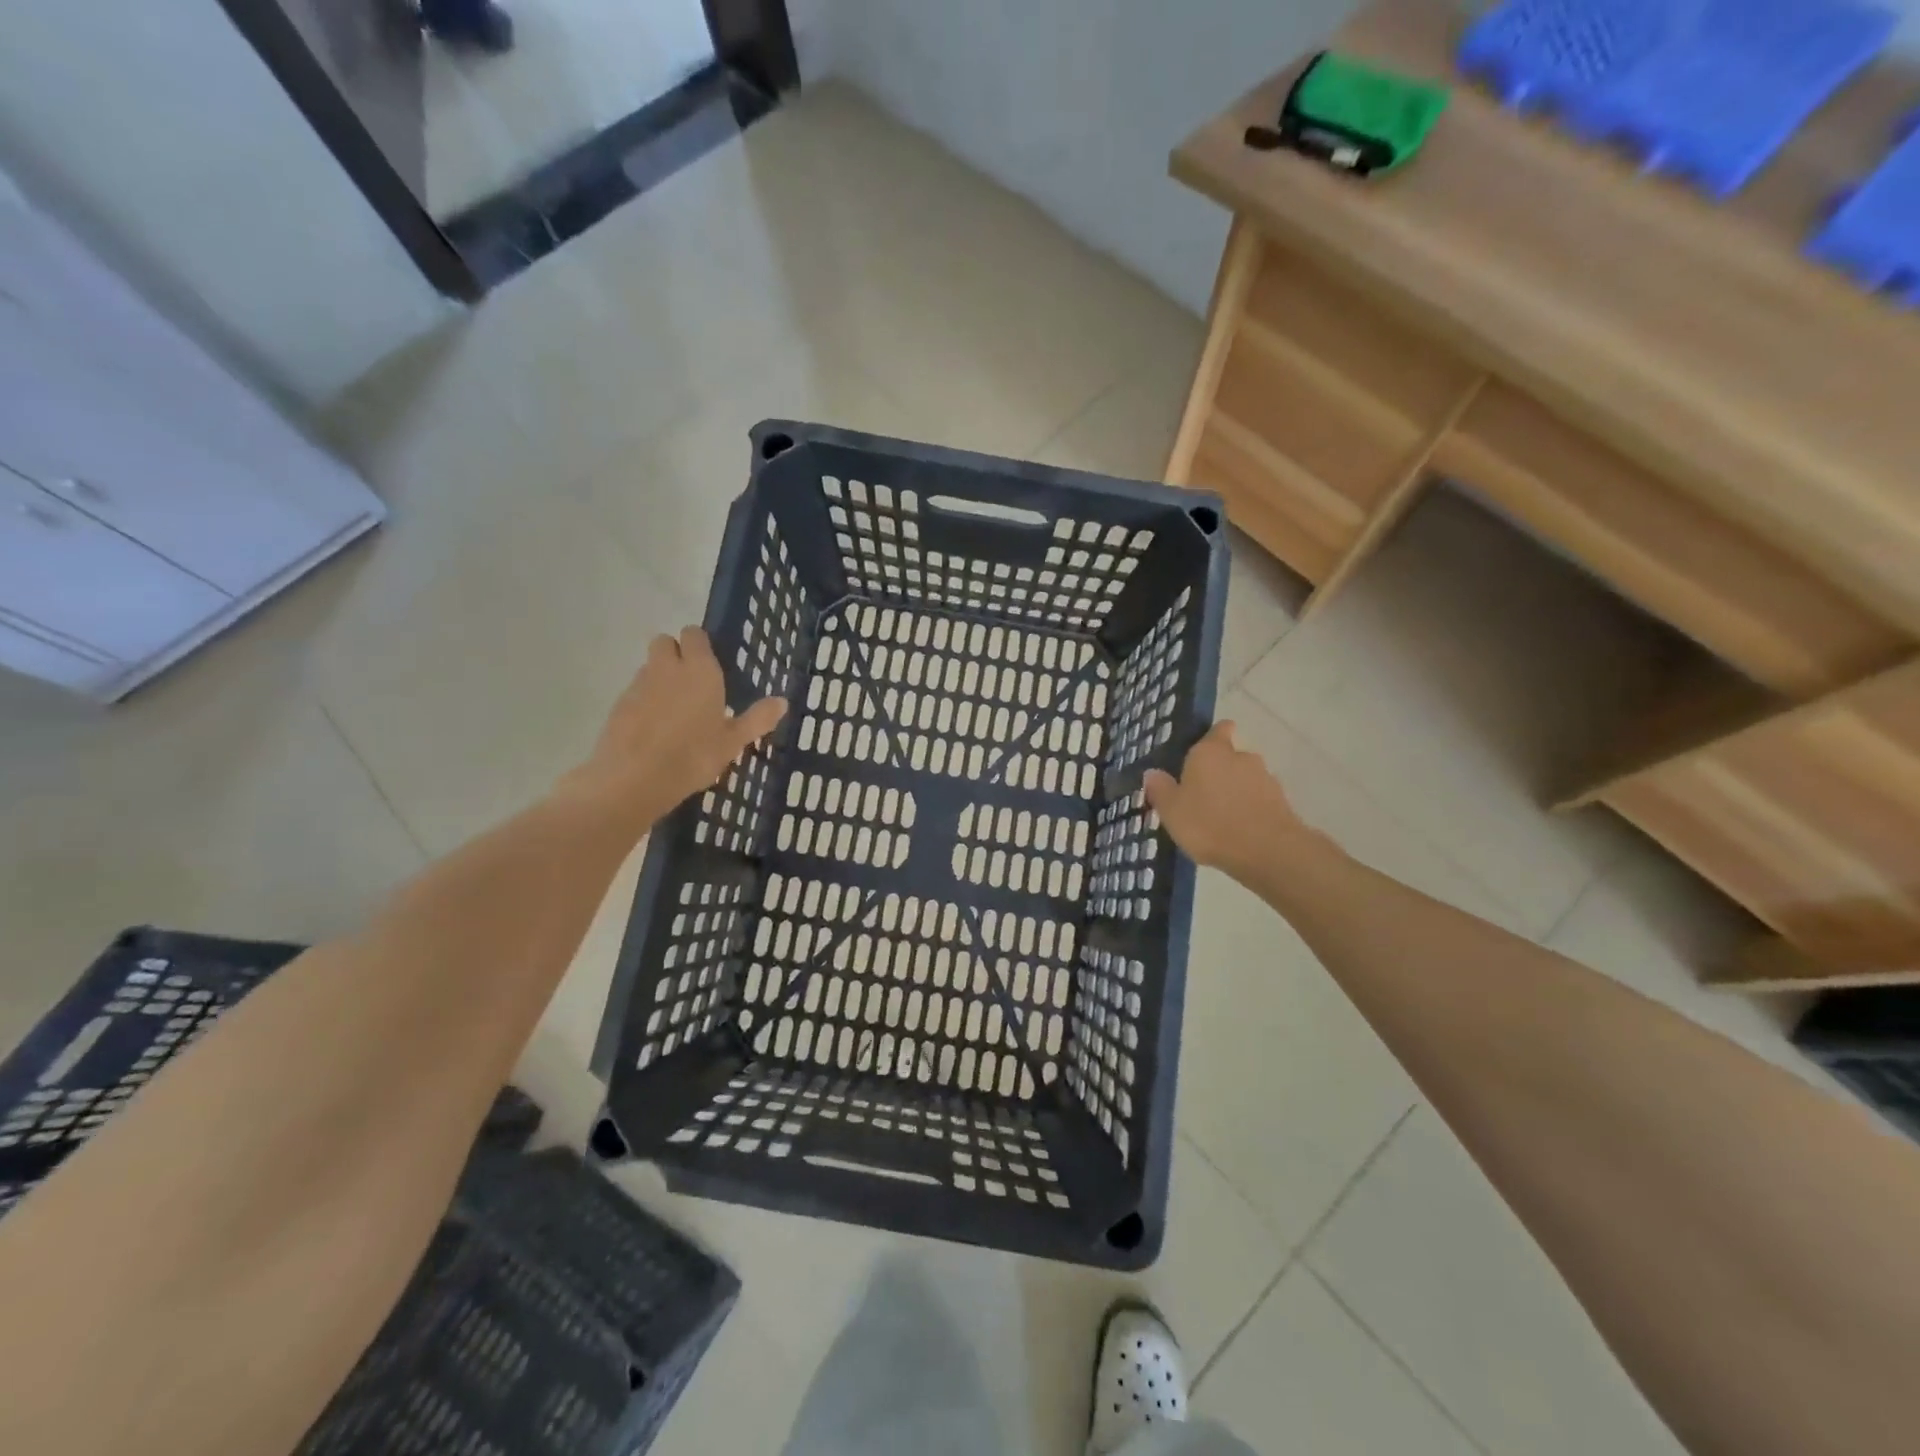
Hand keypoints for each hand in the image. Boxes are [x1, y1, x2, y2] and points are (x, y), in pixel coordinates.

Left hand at [561, 626, 785, 832]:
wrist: (634, 779)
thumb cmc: (693, 756)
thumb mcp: (733, 742)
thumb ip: (757, 719)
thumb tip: (782, 701)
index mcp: (700, 671)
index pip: (694, 635)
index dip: (700, 644)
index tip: (709, 663)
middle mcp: (667, 668)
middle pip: (665, 642)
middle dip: (675, 653)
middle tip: (691, 682)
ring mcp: (638, 685)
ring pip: (649, 667)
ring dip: (659, 677)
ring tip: (673, 709)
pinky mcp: (618, 704)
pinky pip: (635, 692)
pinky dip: (644, 701)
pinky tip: (653, 728)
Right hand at [1143, 721, 1315, 877]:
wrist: (1267, 851)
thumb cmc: (1209, 824)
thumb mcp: (1171, 810)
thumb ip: (1161, 789)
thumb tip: (1152, 773)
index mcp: (1210, 751)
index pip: (1218, 729)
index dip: (1212, 737)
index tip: (1200, 754)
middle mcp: (1240, 757)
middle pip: (1229, 757)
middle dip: (1218, 771)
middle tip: (1200, 796)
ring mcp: (1265, 778)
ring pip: (1245, 779)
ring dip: (1235, 792)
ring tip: (1219, 818)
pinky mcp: (1282, 802)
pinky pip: (1259, 800)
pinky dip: (1249, 810)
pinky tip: (1238, 831)